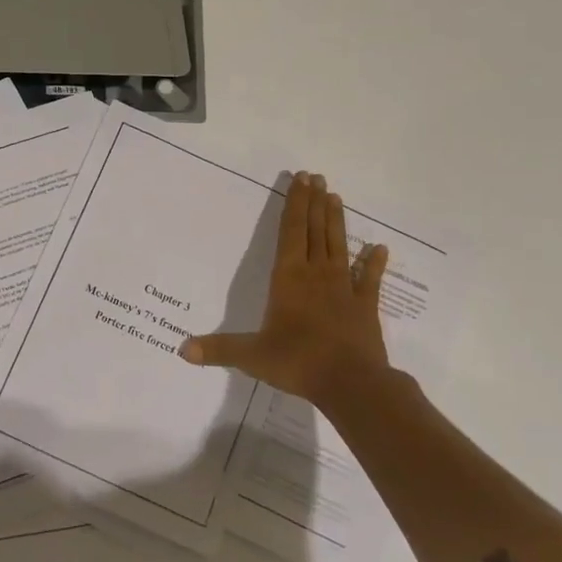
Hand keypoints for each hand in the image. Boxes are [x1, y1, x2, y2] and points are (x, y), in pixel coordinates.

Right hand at [180, 171, 399, 411]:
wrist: (351, 384)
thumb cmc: (298, 362)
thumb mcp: (251, 356)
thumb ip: (218, 349)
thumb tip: (182, 350)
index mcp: (289, 278)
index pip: (291, 232)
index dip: (294, 204)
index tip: (300, 179)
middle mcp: (316, 275)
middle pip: (315, 231)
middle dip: (314, 203)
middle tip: (317, 177)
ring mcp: (344, 289)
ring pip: (339, 246)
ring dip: (336, 221)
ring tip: (336, 196)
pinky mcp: (365, 307)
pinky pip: (369, 279)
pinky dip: (373, 263)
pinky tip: (380, 248)